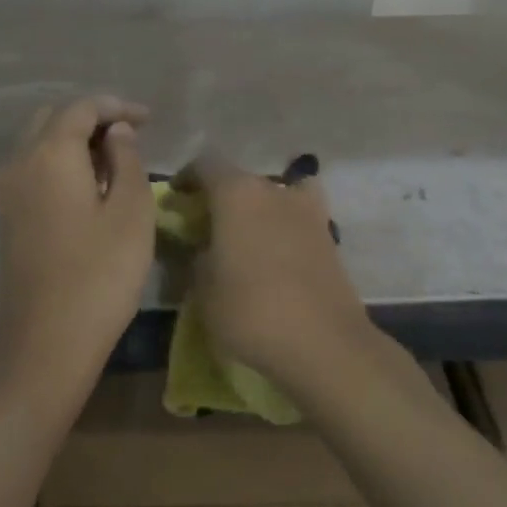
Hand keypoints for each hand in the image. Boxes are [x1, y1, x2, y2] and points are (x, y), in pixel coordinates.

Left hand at [0, 96, 154, 371]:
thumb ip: (126, 160)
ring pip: (38, 143)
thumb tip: (116, 131)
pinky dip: (59, 162)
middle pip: (53, 118)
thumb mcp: (131, 212)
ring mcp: (6, 192)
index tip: (149, 120)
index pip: (82, 108)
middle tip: (131, 136)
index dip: (117, 107)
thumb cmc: (100, 275)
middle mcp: (18, 162)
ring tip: (115, 160)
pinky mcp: (6, 217)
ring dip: (74, 140)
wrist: (47, 342)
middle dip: (92, 118)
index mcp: (49, 154)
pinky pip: (32, 168)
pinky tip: (89, 186)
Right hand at [177, 153, 374, 390]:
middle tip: (207, 226)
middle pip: (241, 180)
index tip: (176, 199)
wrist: (322, 342)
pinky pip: (299, 218)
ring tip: (247, 237)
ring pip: (275, 195)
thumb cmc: (250, 310)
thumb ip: (197, 257)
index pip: (205, 165)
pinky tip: (280, 249)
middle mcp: (274, 190)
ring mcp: (307, 210)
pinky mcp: (329, 235)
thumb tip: (203, 247)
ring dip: (258, 208)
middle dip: (222, 197)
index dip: (187, 178)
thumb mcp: (203, 289)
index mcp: (237, 193)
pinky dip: (287, 224)